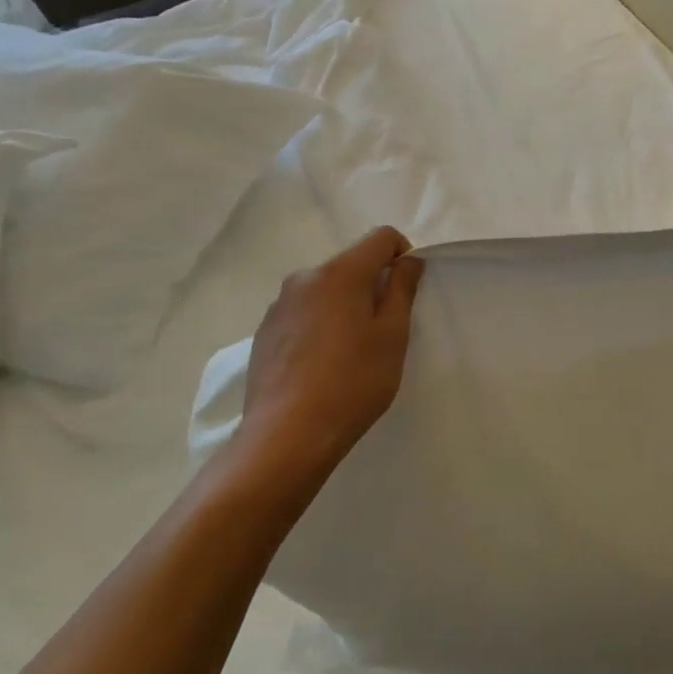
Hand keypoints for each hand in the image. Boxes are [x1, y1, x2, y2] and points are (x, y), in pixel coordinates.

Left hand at [227, 227, 424, 497]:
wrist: (286, 436)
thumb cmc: (353, 382)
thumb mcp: (392, 335)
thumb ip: (402, 289)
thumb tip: (408, 260)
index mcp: (340, 273)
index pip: (381, 237)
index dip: (403, 254)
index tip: (408, 290)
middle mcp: (304, 278)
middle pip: (351, 263)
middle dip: (373, 284)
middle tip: (384, 329)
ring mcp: (279, 305)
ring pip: (326, 289)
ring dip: (345, 305)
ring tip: (352, 351)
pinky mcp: (264, 332)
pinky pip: (304, 312)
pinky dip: (321, 324)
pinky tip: (323, 364)